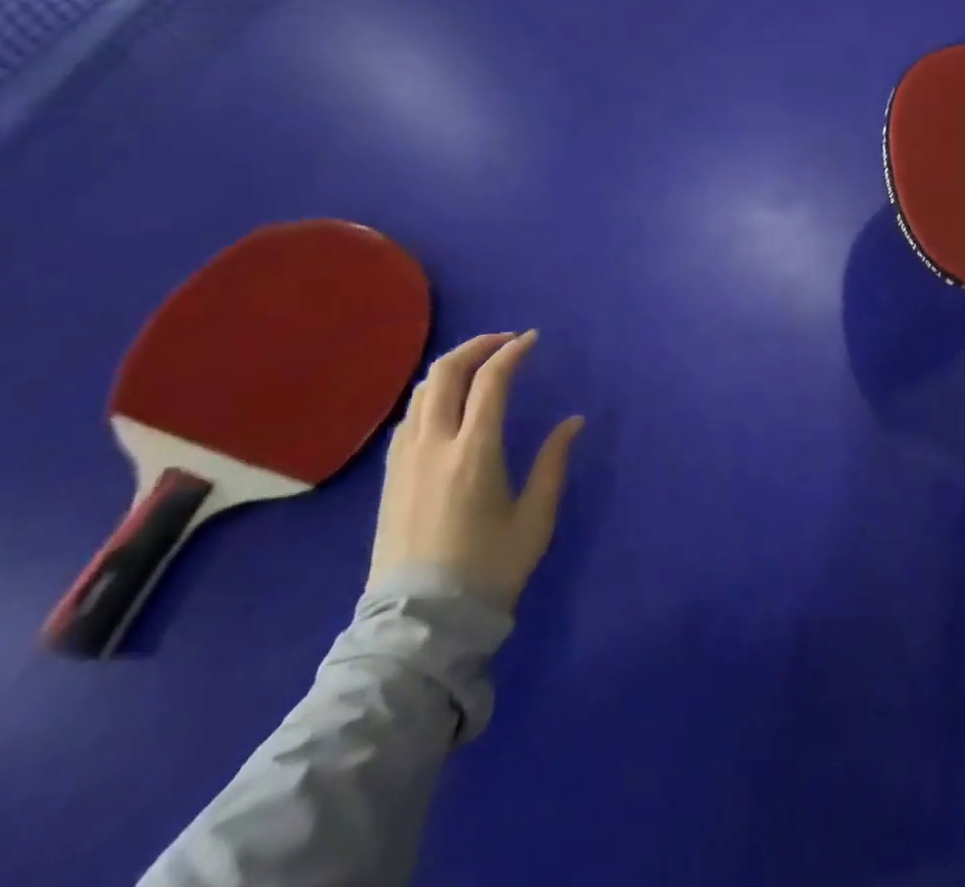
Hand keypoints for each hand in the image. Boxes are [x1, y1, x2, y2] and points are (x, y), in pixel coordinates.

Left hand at [369, 331, 584, 610]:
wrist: (422, 624)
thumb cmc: (488, 570)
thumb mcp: (535, 519)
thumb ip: (554, 463)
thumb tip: (573, 422)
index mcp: (474, 452)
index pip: (490, 381)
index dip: (512, 352)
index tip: (532, 340)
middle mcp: (434, 444)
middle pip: (446, 373)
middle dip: (477, 346)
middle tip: (504, 342)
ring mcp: (405, 459)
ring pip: (422, 391)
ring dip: (452, 367)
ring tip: (479, 366)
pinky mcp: (391, 475)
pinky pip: (409, 416)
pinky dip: (433, 394)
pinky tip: (449, 404)